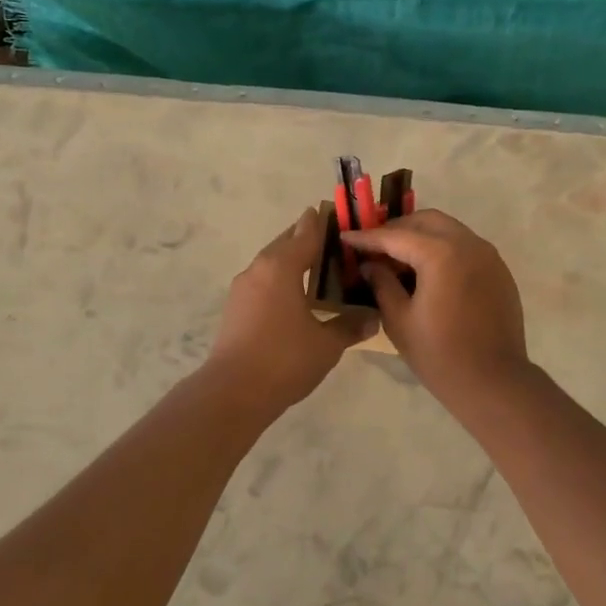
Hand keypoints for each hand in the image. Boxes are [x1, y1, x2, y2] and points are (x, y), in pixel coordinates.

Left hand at [205, 208, 375, 413]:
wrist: (233, 392)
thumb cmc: (284, 360)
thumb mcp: (326, 344)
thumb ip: (350, 326)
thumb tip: (373, 318)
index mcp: (281, 267)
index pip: (306, 233)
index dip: (324, 222)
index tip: (339, 213)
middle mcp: (259, 269)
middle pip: (285, 242)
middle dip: (307, 237)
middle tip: (334, 240)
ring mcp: (243, 288)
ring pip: (271, 262)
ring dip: (292, 259)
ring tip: (318, 266)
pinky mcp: (235, 308)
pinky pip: (263, 281)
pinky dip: (281, 279)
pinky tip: (296, 294)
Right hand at [344, 210, 528, 405]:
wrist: (494, 382)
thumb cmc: (440, 355)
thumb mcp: (399, 320)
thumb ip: (382, 284)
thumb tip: (371, 265)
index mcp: (441, 254)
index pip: (396, 236)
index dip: (367, 237)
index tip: (346, 237)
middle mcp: (468, 244)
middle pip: (426, 221)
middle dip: (398, 229)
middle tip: (375, 247)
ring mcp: (488, 256)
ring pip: (449, 230)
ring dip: (422, 237)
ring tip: (399, 259)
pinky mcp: (499, 271)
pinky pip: (466, 247)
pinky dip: (443, 249)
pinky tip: (429, 273)